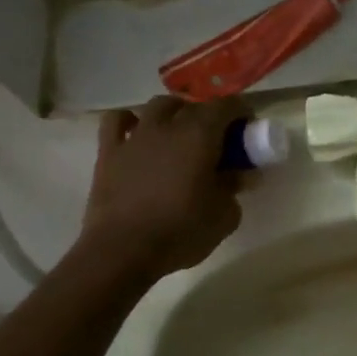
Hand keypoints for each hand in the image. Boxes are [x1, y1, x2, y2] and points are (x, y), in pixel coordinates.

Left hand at [78, 96, 246, 280]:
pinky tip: (137, 133)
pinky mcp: (109, 151)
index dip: (241, 112)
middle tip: (217, 140)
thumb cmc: (180, 232)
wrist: (122, 251)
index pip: (227, 105)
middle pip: (193, 105)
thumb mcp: (225, 216)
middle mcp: (168, 126)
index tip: (248, 129)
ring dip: (174, 113)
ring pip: (158, 106)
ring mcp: (135, 136)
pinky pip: (117, 120)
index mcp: (200, 135)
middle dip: (210, 116)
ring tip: (179, 133)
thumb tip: (240, 175)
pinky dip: (130, 121)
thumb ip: (235, 188)